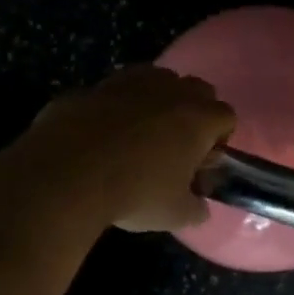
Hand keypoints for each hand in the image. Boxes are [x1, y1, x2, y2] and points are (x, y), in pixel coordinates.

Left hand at [26, 66, 235, 232]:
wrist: (67, 173)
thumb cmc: (134, 192)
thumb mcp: (174, 214)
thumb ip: (195, 208)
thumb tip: (199, 207)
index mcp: (199, 118)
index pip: (226, 116)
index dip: (218, 139)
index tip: (201, 161)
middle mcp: (171, 90)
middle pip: (197, 90)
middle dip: (192, 112)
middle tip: (175, 145)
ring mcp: (132, 81)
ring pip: (158, 80)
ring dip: (157, 101)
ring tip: (139, 134)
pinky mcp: (96, 84)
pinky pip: (118, 89)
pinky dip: (118, 104)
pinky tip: (103, 132)